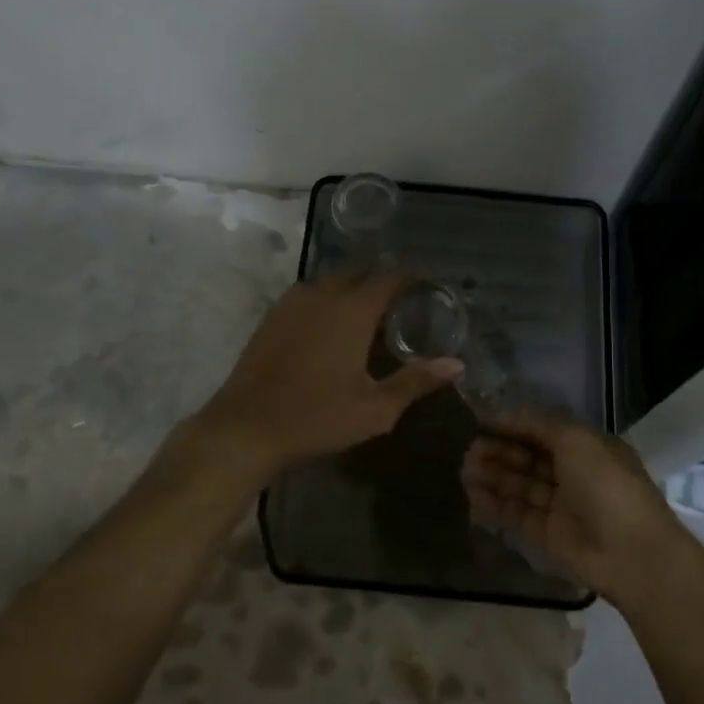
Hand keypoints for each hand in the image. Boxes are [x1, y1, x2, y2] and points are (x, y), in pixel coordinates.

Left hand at [196, 274, 462, 477]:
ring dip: (352, 294)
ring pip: (332, 284)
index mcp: (352, 309)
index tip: (427, 291)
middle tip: (399, 312)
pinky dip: (327, 304)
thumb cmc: (317, 417)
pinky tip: (330, 332)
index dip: (411, 281)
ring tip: (367, 322)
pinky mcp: (273, 316)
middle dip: (381, 286)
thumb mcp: (375, 408)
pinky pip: (309, 297)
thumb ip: (416, 381)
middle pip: (360, 276)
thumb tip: (457, 365)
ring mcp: (293, 302)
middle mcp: (323, 294)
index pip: (389, 278)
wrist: (247, 427)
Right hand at [462, 410, 690, 606]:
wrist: (631, 552)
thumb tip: (505, 413)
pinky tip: (473, 495)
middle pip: (528, 458)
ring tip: (466, 470)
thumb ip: (538, 425)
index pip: (542, 432)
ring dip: (493, 476)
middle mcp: (573, 474)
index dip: (513, 426)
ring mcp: (560, 506)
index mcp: (587, 448)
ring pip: (520, 486)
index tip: (481, 422)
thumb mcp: (576, 440)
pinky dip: (495, 505)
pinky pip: (517, 515)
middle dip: (500, 452)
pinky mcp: (547, 535)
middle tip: (470, 449)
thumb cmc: (606, 484)